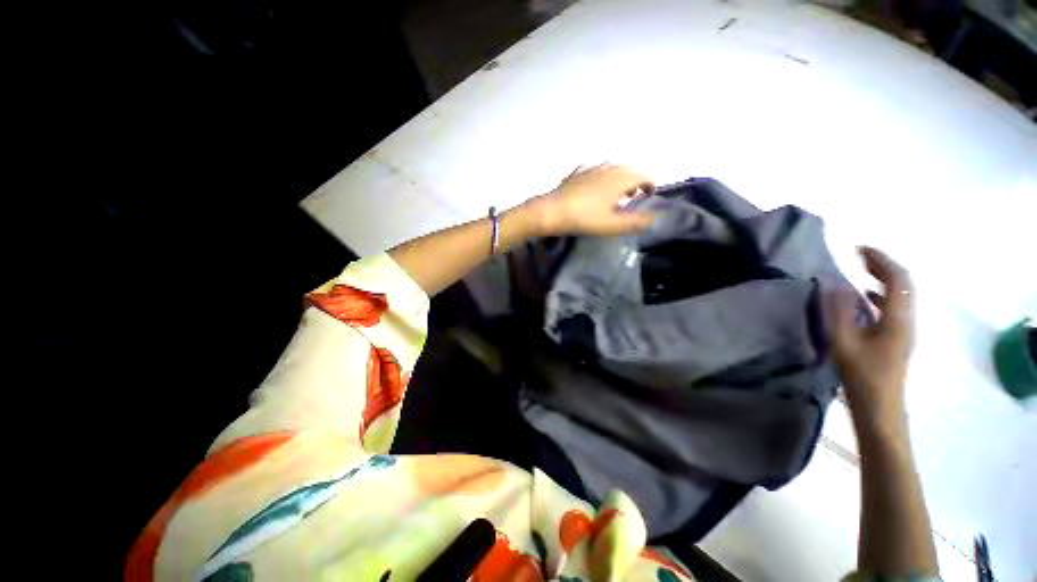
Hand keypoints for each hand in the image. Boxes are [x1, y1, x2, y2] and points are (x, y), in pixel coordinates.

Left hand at [525, 164, 655, 236]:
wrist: (551, 211)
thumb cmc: (584, 218)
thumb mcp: (612, 225)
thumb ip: (636, 222)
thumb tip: (655, 219)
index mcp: (620, 178)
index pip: (644, 174)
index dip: (650, 184)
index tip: (648, 196)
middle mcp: (608, 167)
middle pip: (629, 169)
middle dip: (635, 181)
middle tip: (633, 197)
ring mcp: (591, 168)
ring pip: (612, 168)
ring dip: (619, 179)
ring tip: (615, 195)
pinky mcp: (577, 172)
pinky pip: (596, 170)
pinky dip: (602, 177)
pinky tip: (595, 188)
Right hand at [829, 246, 914, 433]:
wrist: (880, 407)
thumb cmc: (862, 376)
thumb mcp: (844, 343)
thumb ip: (839, 312)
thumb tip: (835, 284)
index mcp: (897, 319)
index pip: (897, 279)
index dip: (881, 259)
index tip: (858, 249)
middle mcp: (906, 320)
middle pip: (902, 284)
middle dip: (882, 265)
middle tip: (857, 255)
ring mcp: (903, 330)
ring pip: (899, 295)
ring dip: (881, 278)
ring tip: (858, 270)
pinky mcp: (896, 338)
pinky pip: (892, 307)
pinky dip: (878, 294)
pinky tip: (862, 297)